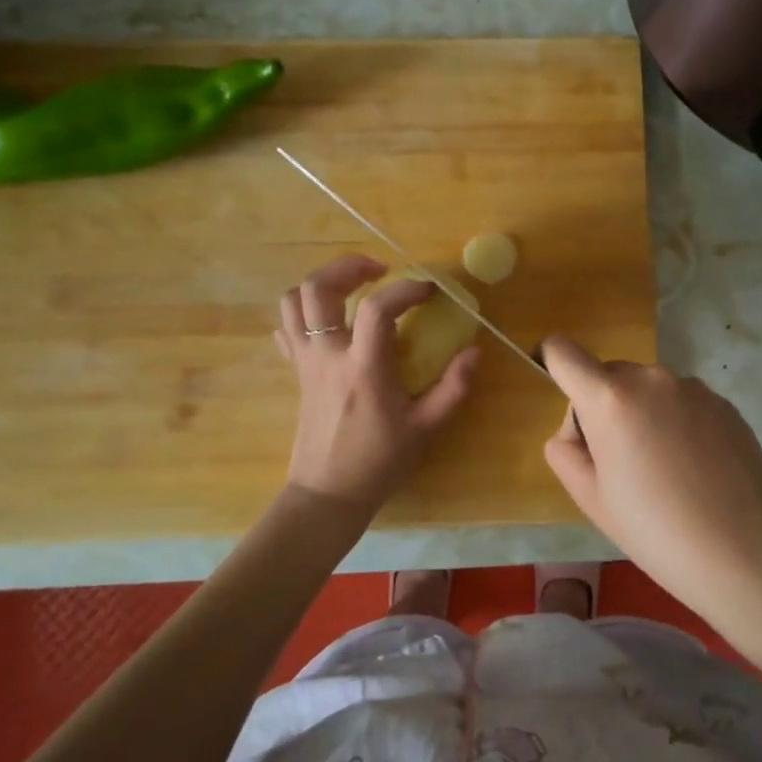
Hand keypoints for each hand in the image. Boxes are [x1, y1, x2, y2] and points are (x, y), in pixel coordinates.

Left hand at [275, 255, 479, 516]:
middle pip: (316, 288)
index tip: (429, 291)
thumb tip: (474, 352)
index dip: (406, 289)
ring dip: (321, 283)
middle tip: (379, 270)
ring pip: (292, 302)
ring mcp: (306, 362)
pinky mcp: (297, 372)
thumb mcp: (425, 428)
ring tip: (352, 287)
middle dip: (347, 267)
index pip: (378, 308)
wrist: (328, 494)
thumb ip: (453, 388)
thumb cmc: (378, 463)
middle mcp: (328, 356)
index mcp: (363, 368)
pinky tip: (330, 320)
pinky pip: (287, 329)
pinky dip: (304, 313)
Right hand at [538, 336, 761, 634]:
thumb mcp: (591, 500)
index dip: (552, 365)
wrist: (748, 556)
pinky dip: (677, 424)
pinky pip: (682, 403)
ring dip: (643, 416)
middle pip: (608, 376)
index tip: (564, 401)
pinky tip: (696, 471)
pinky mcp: (725, 404)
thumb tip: (577, 430)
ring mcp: (694, 388)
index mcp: (610, 398)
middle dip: (603, 409)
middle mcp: (652, 378)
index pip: (562, 351)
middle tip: (622, 466)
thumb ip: (565, 450)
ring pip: (648, 391)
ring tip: (666, 474)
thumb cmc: (656, 532)